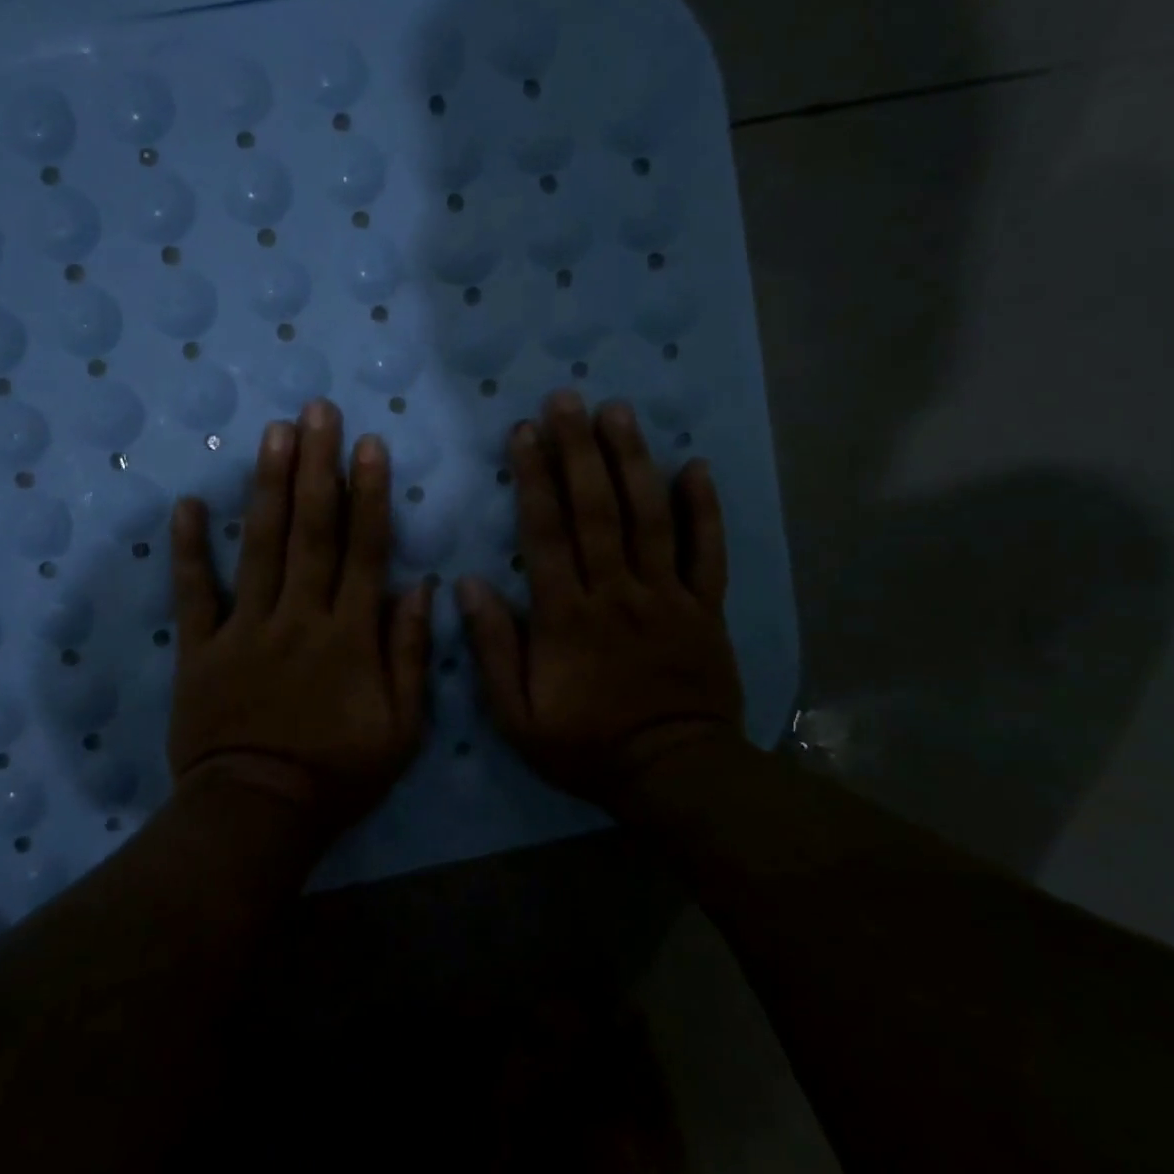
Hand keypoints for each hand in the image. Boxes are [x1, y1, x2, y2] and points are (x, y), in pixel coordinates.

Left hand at [167, 399, 432, 840]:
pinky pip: (194, 593)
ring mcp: (245, 628)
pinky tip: (188, 504)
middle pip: (311, 531)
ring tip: (272, 433)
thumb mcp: (403, 728)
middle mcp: (298, 617)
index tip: (369, 444)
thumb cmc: (338, 773)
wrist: (257, 815)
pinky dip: (189, 549)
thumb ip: (411, 654)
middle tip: (316, 411)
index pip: (363, 550)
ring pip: (259, 547)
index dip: (368, 494)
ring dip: (268, 487)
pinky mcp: (201, 649)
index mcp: (349, 635)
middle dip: (316, 466)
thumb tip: (421, 586)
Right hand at [456, 391, 744, 810]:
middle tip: (568, 399)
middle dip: (579, 450)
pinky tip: (695, 465)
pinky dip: (703, 508)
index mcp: (567, 616)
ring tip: (619, 412)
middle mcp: (616, 593)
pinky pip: (706, 552)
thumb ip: (492, 649)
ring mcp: (666, 596)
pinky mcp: (704, 607)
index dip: (533, 478)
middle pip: (597, 510)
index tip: (523, 432)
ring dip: (633, 461)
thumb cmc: (586, 745)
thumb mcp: (516, 716)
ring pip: (649, 518)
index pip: (546, 533)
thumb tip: (466, 585)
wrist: (673, 775)